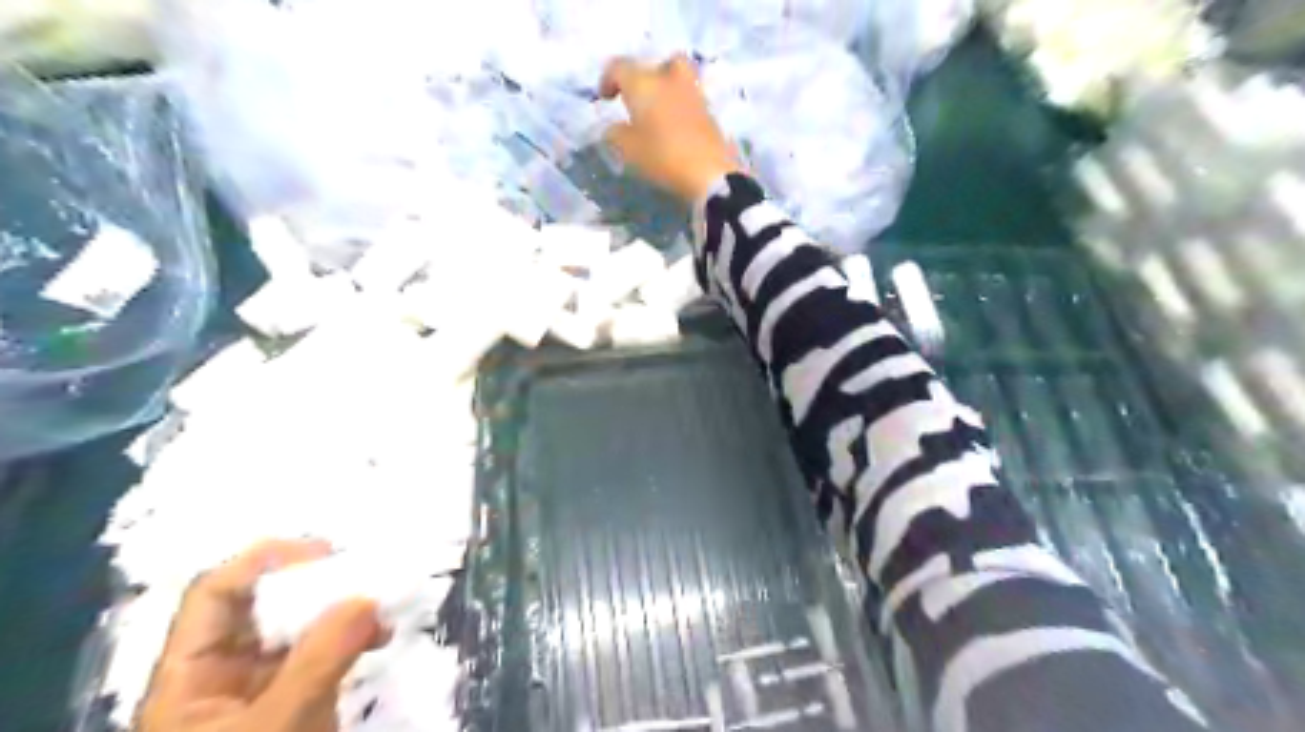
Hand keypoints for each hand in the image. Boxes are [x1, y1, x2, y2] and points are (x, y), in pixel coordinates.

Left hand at [140, 539, 389, 730]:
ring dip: (343, 608)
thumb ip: (320, 659)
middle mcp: (225, 673)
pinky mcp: (299, 701)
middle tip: (365, 573)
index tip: (325, 554)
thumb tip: (367, 597)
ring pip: (300, 627)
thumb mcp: (279, 726)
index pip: (216, 594)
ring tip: (382, 608)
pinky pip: (326, 651)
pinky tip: (381, 637)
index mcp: (191, 676)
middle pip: (262, 605)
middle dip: (315, 583)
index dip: (264, 562)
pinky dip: (355, 636)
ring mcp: (265, 687)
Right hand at [601, 53, 744, 203]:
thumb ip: (615, 135)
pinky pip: (690, 101)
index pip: (620, 67)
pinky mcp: (709, 114)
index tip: (605, 98)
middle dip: (648, 76)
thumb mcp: (628, 150)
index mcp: (644, 84)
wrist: (710, 172)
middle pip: (659, 63)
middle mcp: (669, 80)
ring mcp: (693, 95)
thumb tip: (612, 128)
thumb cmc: (662, 156)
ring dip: (667, 91)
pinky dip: (680, 109)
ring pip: (679, 78)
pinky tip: (674, 130)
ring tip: (658, 115)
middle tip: (640, 98)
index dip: (608, 79)